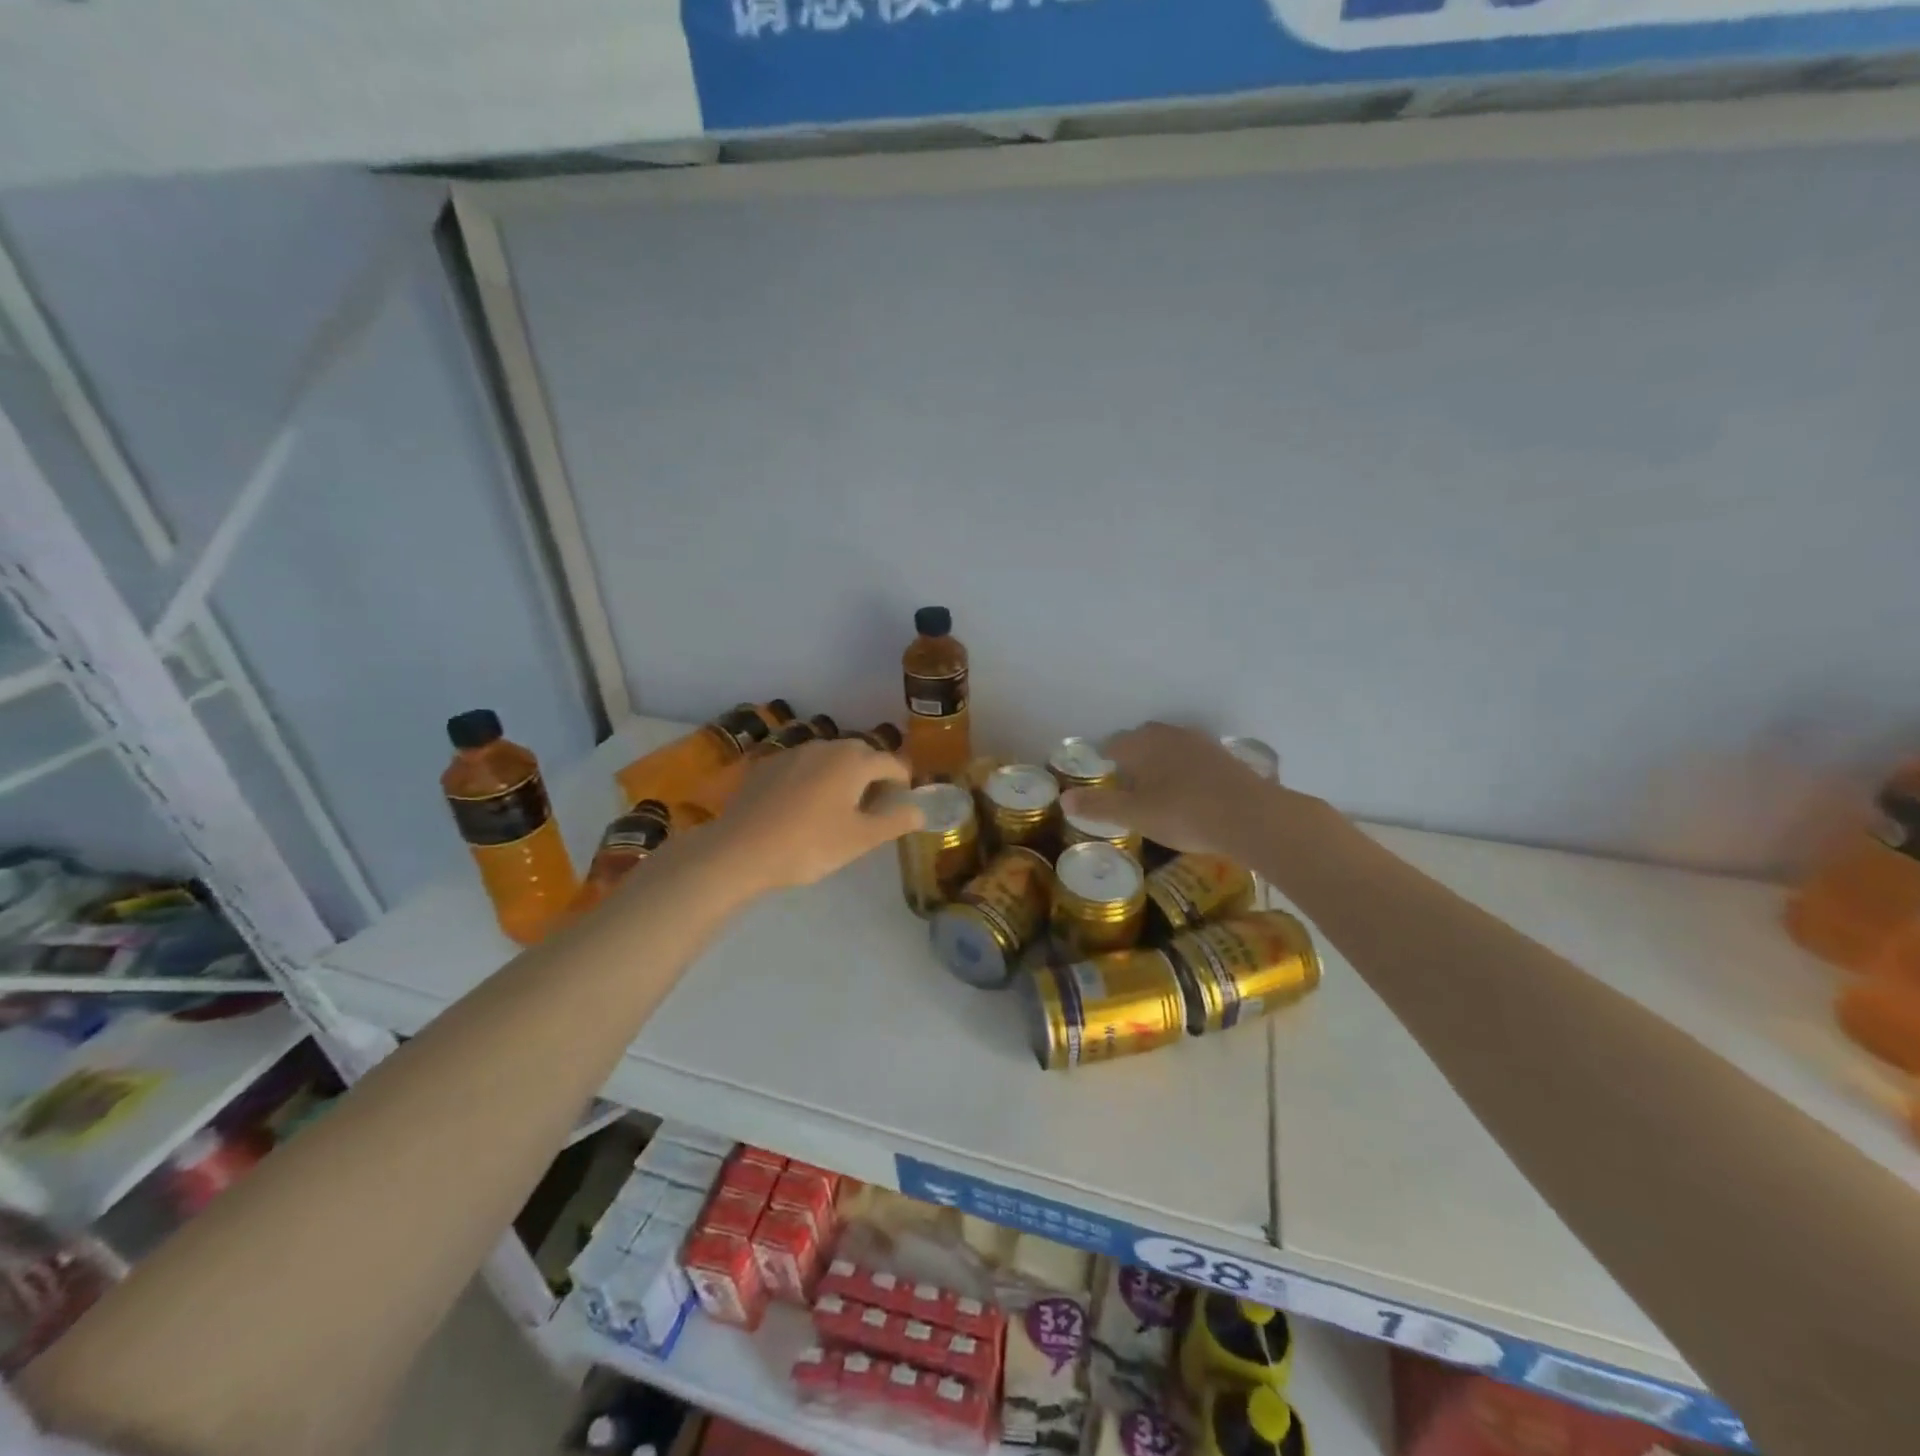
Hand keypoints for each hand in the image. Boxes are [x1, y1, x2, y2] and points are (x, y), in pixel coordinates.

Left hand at [701, 739, 920, 895]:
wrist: (740, 850)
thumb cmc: (809, 844)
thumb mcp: (860, 839)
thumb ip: (895, 821)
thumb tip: (920, 811)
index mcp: (854, 761)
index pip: (892, 763)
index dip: (904, 781)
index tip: (904, 801)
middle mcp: (826, 747)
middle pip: (860, 754)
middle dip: (873, 774)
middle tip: (875, 804)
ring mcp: (793, 752)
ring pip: (829, 757)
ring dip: (842, 774)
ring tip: (839, 804)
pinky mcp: (767, 765)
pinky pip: (802, 765)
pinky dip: (813, 778)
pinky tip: (803, 805)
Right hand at [1062, 722, 1284, 858]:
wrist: (1252, 817)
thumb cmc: (1185, 813)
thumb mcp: (1135, 815)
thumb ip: (1099, 806)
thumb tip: (1063, 798)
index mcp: (1144, 742)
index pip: (1113, 745)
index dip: (1104, 762)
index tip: (1103, 781)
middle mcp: (1171, 734)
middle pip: (1142, 742)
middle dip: (1132, 761)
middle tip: (1127, 789)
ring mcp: (1201, 743)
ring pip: (1169, 749)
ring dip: (1160, 765)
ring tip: (1156, 792)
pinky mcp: (1225, 758)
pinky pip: (1193, 760)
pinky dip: (1184, 773)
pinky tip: (1188, 795)